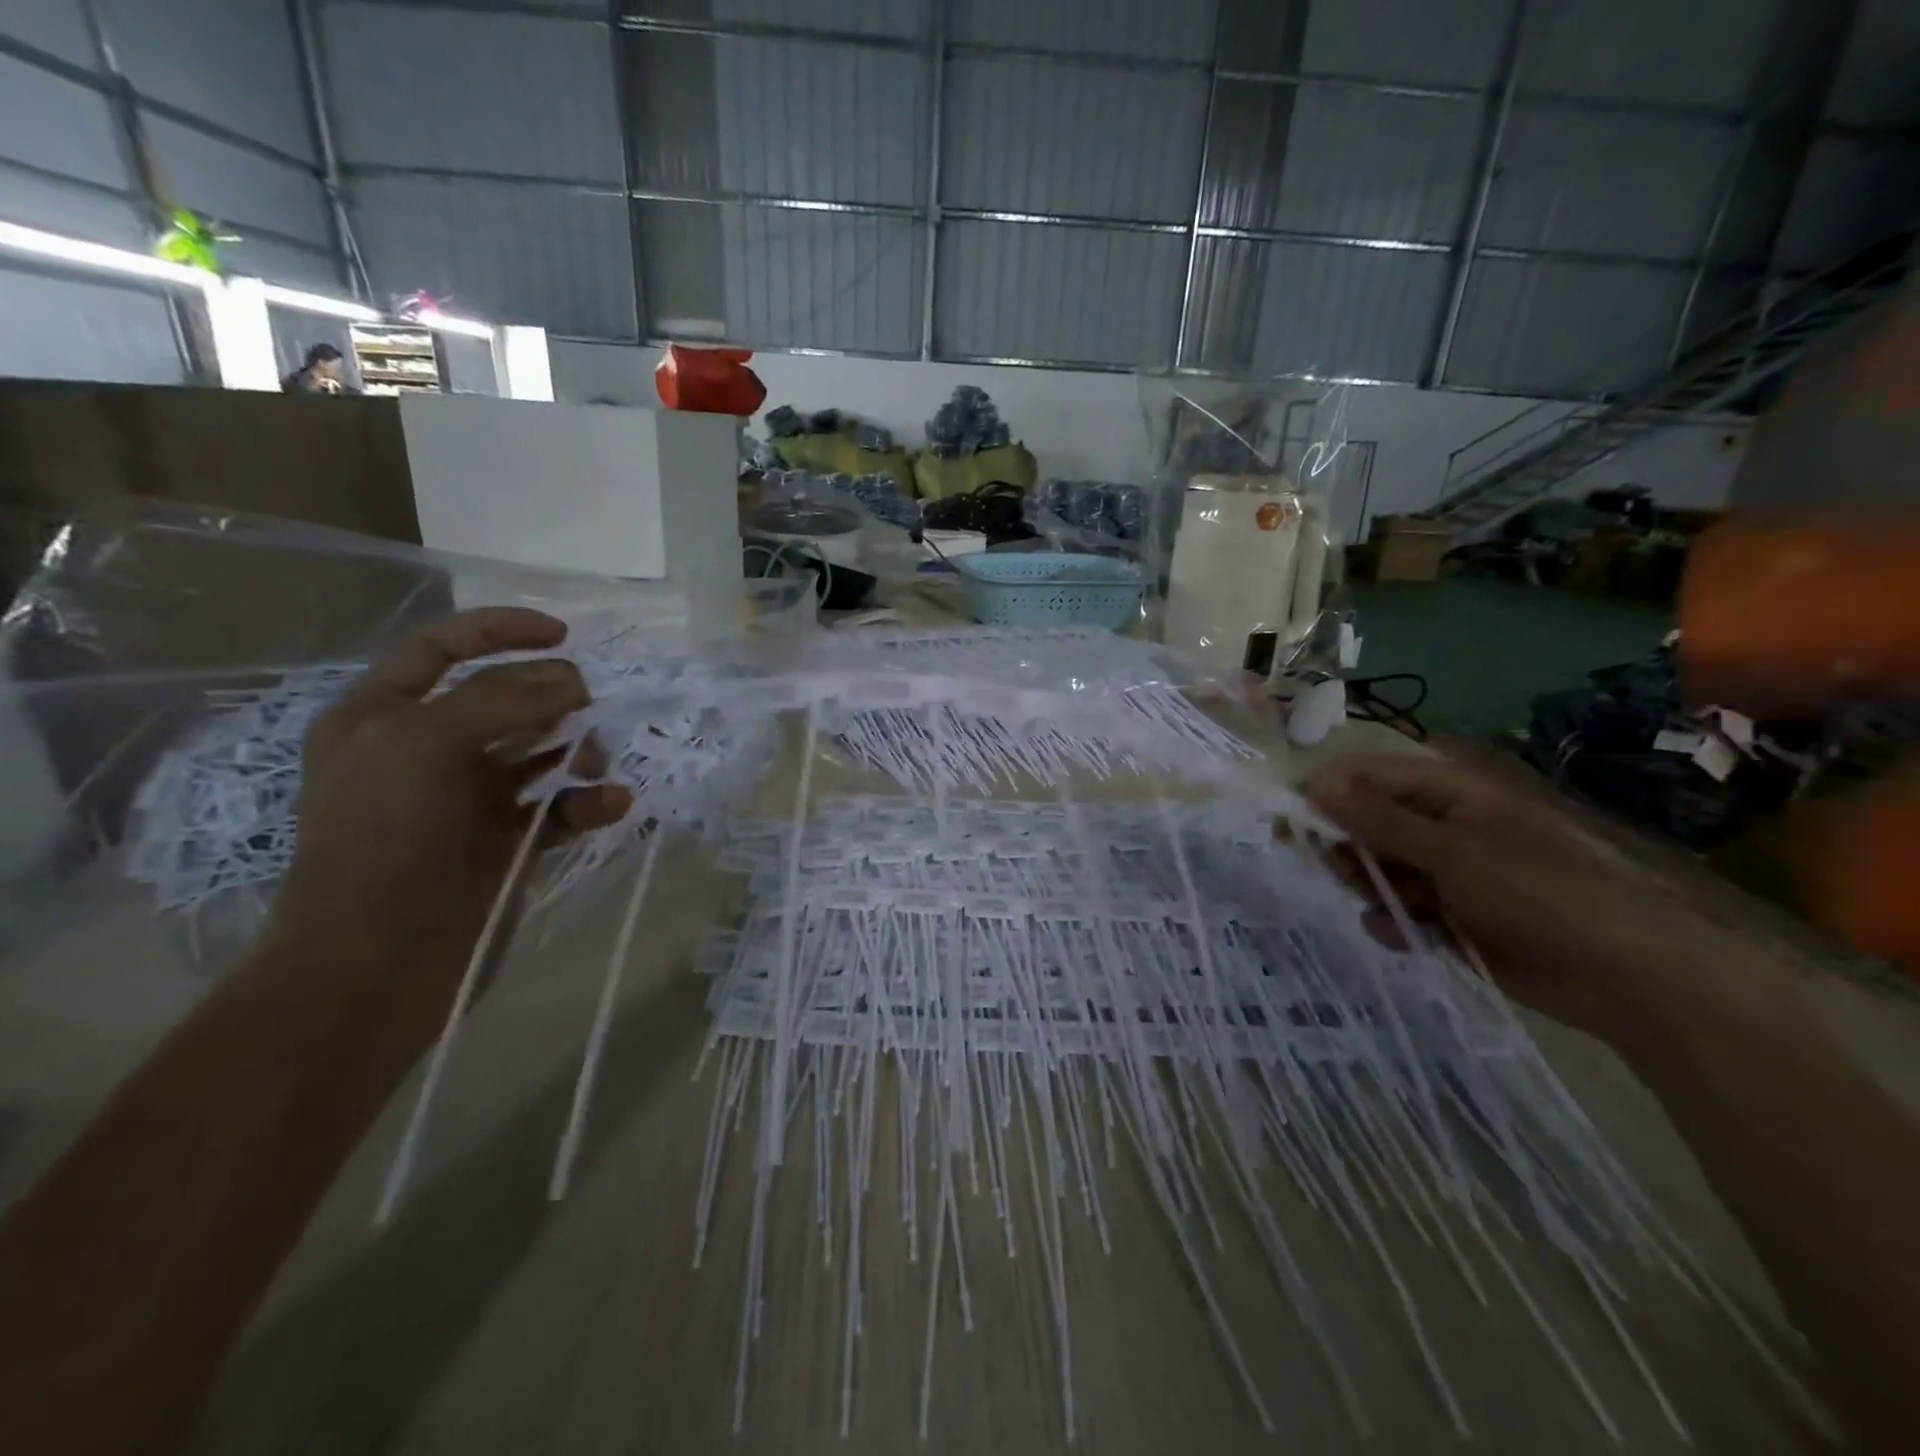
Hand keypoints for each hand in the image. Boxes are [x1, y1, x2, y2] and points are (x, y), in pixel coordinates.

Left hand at [265, 609, 630, 1044]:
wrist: (374, 968)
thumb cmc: (383, 844)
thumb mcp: (424, 746)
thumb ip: (500, 698)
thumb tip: (571, 679)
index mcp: (384, 717)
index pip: (442, 648)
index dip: (501, 631)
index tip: (565, 635)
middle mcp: (427, 751)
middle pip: (507, 700)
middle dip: (555, 700)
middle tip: (589, 713)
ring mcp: (469, 799)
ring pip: (542, 751)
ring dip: (579, 751)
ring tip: (596, 767)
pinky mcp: (507, 842)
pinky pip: (561, 806)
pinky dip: (589, 802)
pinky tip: (612, 805)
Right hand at [1299, 754, 1746, 1055]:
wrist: (1629, 977)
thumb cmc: (1540, 892)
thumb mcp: (1451, 851)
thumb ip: (1378, 819)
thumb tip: (1314, 782)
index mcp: (1449, 794)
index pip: (1367, 778)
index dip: (1325, 793)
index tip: (1289, 819)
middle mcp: (1442, 828)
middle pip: (1366, 824)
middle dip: (1347, 848)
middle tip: (1340, 871)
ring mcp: (1447, 874)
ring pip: (1377, 871)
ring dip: (1372, 889)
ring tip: (1392, 910)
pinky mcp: (1452, 917)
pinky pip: (1399, 911)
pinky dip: (1396, 924)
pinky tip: (1409, 938)